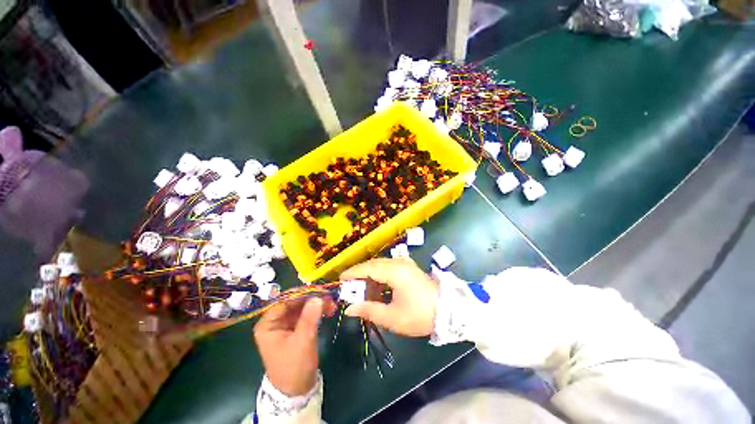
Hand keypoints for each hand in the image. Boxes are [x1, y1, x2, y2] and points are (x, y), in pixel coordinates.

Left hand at [254, 296, 334, 395]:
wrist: (297, 390)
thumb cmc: (294, 367)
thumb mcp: (302, 342)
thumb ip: (309, 318)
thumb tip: (318, 297)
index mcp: (268, 324)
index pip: (283, 301)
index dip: (300, 294)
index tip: (318, 290)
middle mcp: (276, 321)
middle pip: (294, 302)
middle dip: (312, 298)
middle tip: (328, 296)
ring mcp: (286, 324)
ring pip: (302, 306)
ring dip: (317, 303)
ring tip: (332, 303)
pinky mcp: (296, 327)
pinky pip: (307, 313)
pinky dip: (317, 310)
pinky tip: (329, 310)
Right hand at [340, 258, 438, 336]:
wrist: (448, 311)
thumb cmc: (419, 315)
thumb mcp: (392, 317)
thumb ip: (369, 310)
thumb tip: (349, 309)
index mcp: (394, 271)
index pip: (368, 268)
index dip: (353, 273)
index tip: (340, 280)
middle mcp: (399, 262)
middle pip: (373, 264)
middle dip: (359, 274)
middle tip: (348, 286)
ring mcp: (405, 263)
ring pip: (381, 265)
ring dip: (369, 274)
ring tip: (360, 288)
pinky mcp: (409, 267)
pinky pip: (389, 267)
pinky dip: (379, 275)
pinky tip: (376, 286)